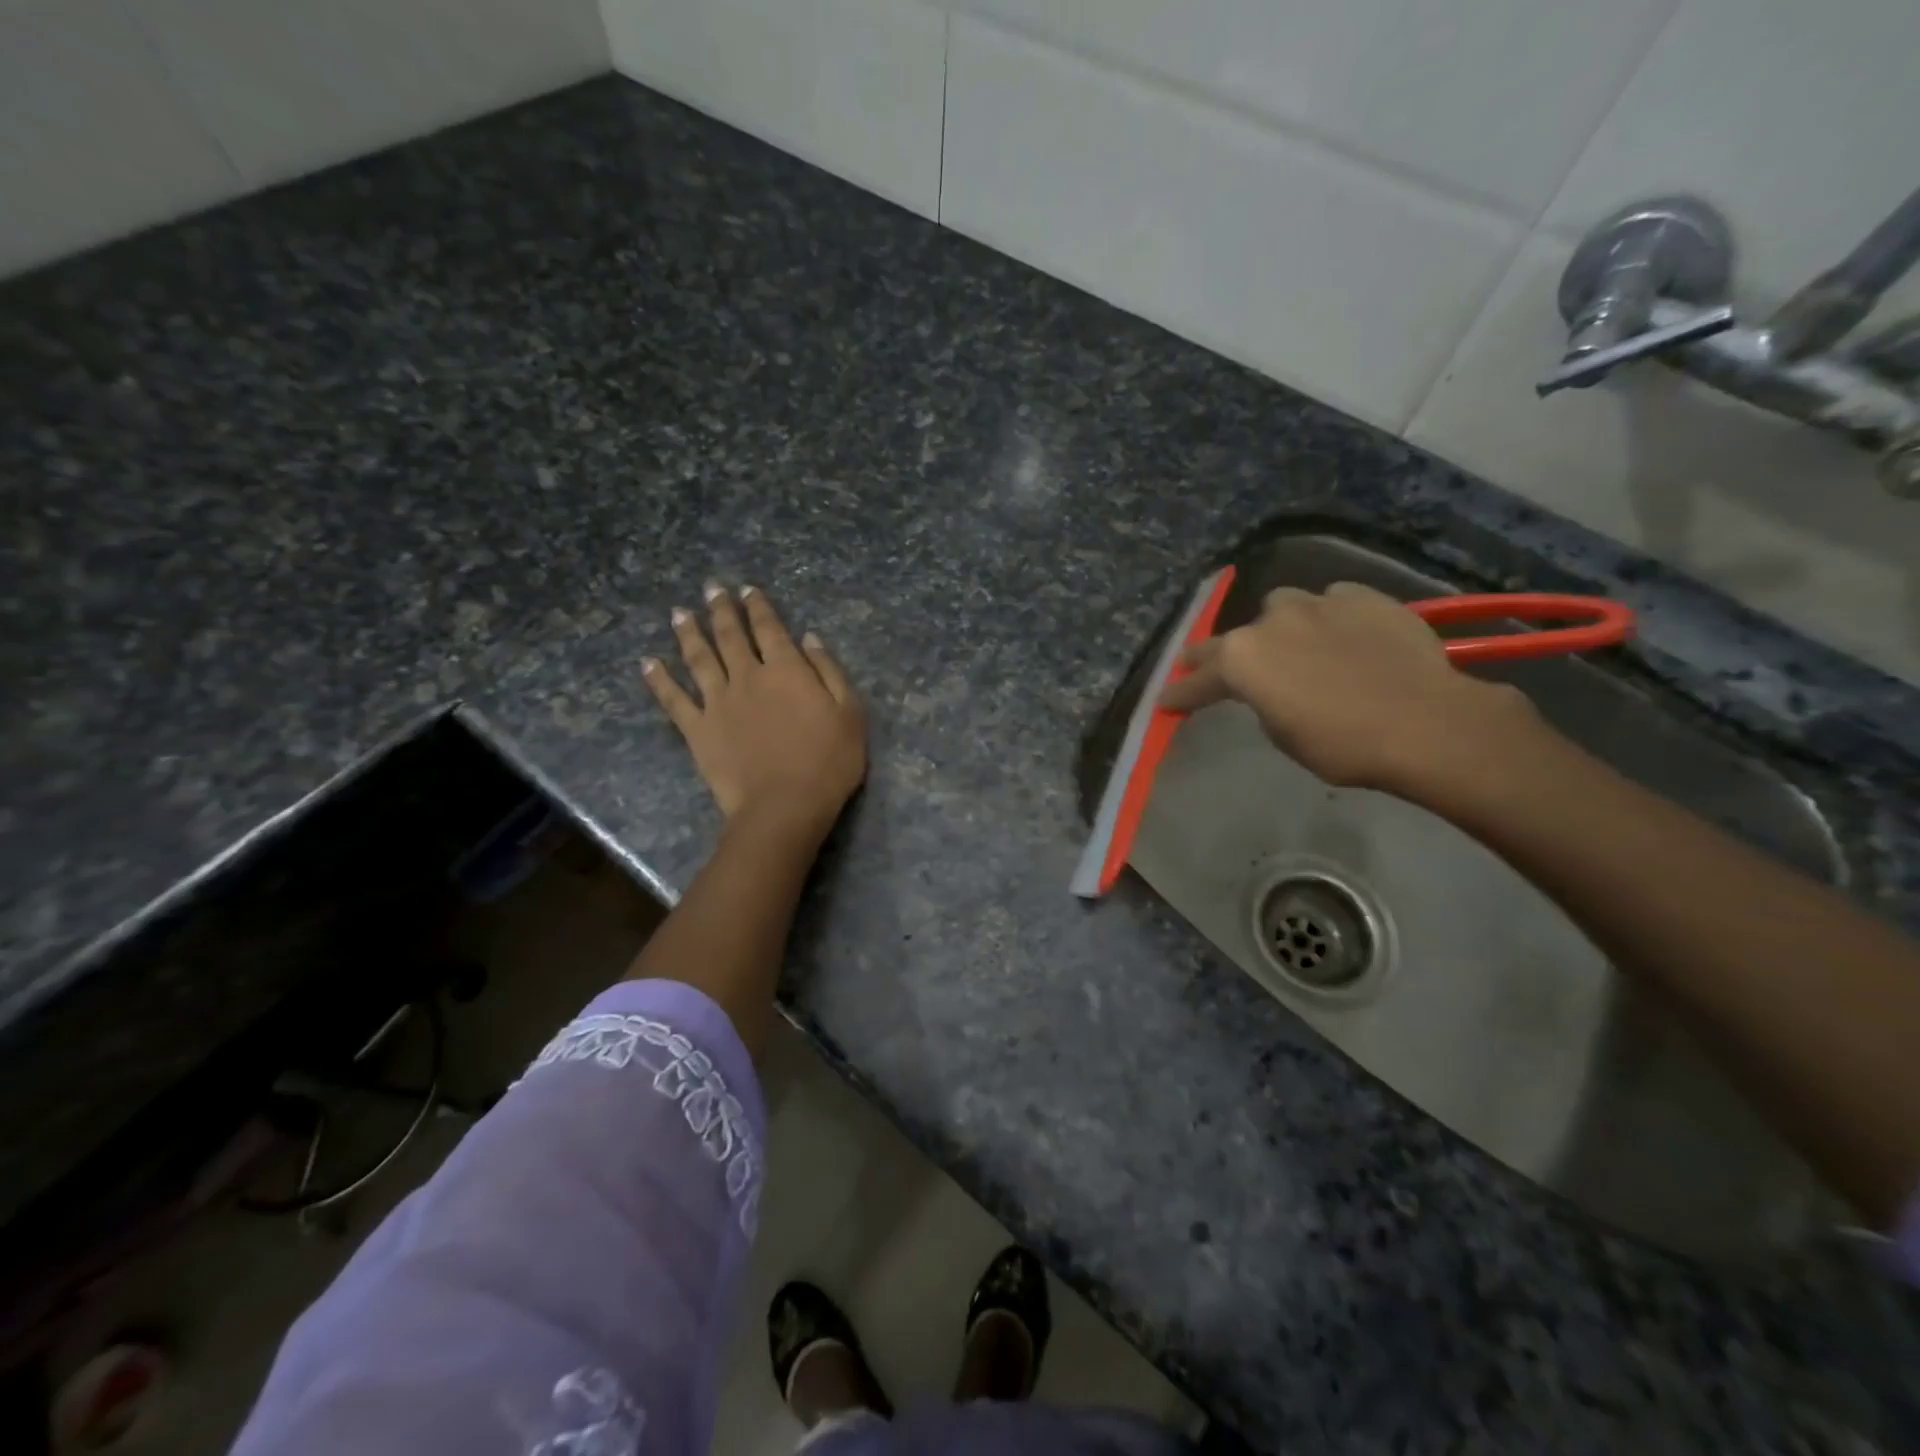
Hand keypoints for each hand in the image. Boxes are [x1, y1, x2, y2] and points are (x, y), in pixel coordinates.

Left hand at [643, 583, 866, 838]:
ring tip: (679, 613)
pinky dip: (659, 680)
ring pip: (699, 658)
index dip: (758, 606)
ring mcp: (718, 702)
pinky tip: (648, 663)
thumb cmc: (828, 762)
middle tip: (710, 589)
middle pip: (730, 635)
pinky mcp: (697, 729)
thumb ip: (829, 672)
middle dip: (720, 609)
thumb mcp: (850, 713)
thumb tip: (809, 638)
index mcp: (786, 669)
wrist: (784, 806)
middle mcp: (748, 676)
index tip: (748, 589)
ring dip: (688, 633)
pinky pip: (673, 700)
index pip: (769, 628)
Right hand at [1157, 581, 1538, 798]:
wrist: (1425, 722)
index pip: (1199, 680)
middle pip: (1231, 637)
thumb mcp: (1283, 735)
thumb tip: (1272, 688)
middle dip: (1215, 656)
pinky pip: (1331, 603)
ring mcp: (1317, 602)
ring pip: (1282, 608)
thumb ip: (1263, 702)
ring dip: (1279, 628)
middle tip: (1205, 667)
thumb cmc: (1342, 744)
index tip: (1167, 702)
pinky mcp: (1363, 596)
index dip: (1181, 694)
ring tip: (1294, 645)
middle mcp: (1270, 620)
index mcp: (1242, 660)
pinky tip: (1343, 636)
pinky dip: (1328, 619)